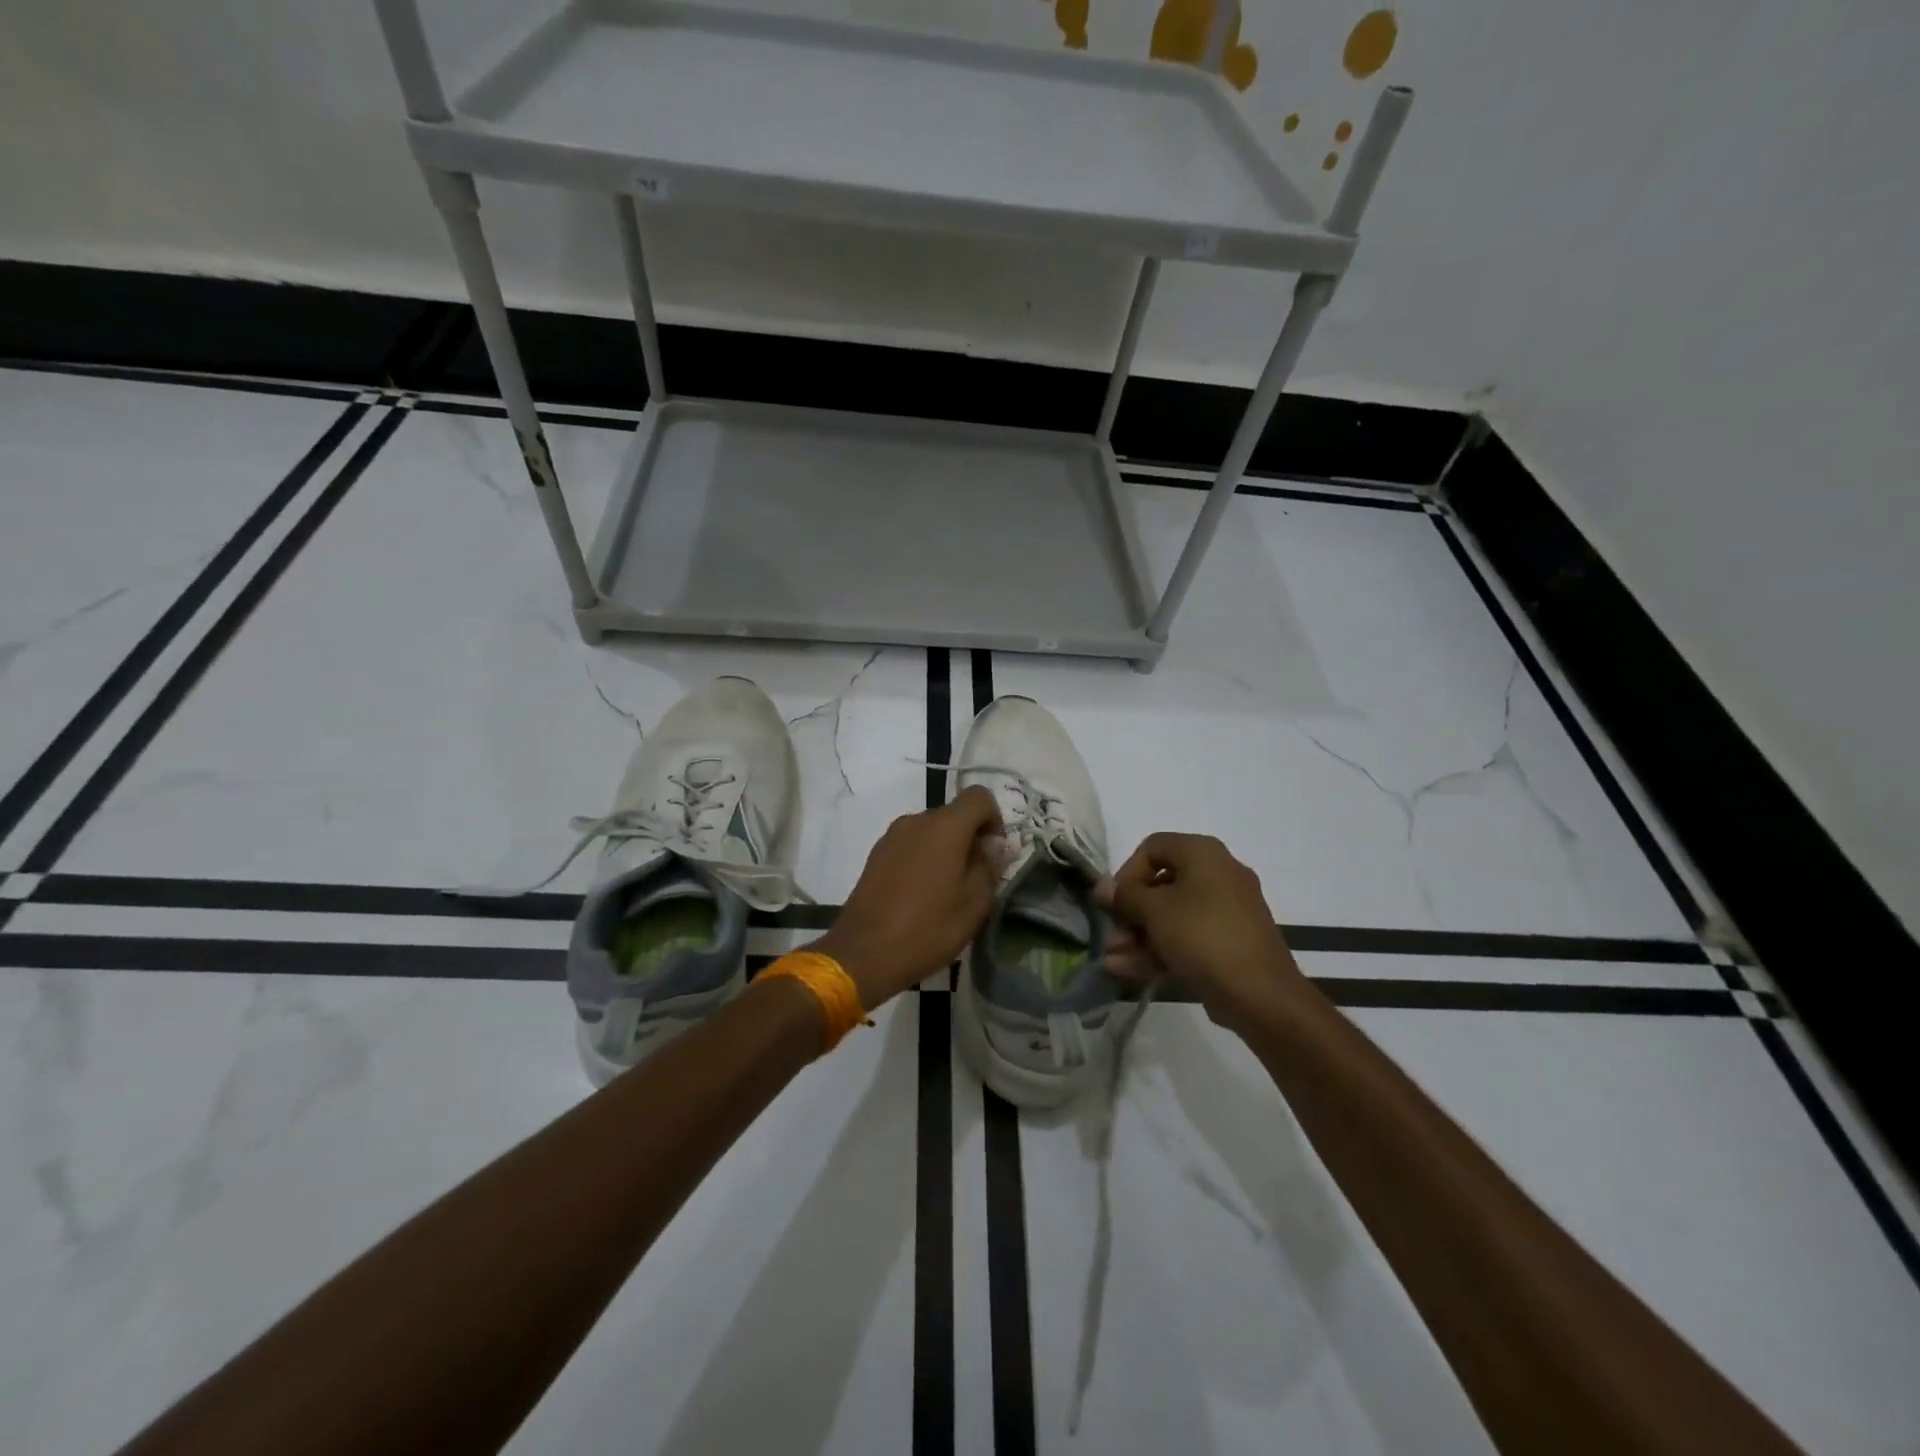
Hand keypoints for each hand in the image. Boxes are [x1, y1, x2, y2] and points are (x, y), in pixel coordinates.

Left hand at [810, 786, 1003, 1009]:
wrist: (864, 953)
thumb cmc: (928, 928)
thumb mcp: (975, 903)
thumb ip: (990, 866)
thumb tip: (993, 846)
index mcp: (944, 826)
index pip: (979, 796)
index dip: (994, 818)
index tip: (993, 852)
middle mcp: (916, 821)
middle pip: (954, 815)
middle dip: (970, 838)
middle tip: (974, 879)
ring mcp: (891, 836)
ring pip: (931, 831)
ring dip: (945, 850)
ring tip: (946, 891)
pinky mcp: (876, 855)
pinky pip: (911, 845)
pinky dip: (923, 859)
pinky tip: (921, 895)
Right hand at [1095, 832, 1304, 1031]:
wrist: (1261, 995)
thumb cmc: (1203, 936)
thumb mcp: (1155, 911)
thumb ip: (1125, 896)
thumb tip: (1102, 889)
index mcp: (1203, 853)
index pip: (1153, 847)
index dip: (1126, 872)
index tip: (1113, 902)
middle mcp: (1218, 874)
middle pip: (1161, 884)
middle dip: (1129, 913)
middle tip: (1111, 937)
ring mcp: (1226, 911)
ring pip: (1172, 916)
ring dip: (1138, 936)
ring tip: (1112, 960)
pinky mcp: (1229, 943)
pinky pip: (1187, 937)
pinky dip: (1159, 949)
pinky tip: (1126, 970)